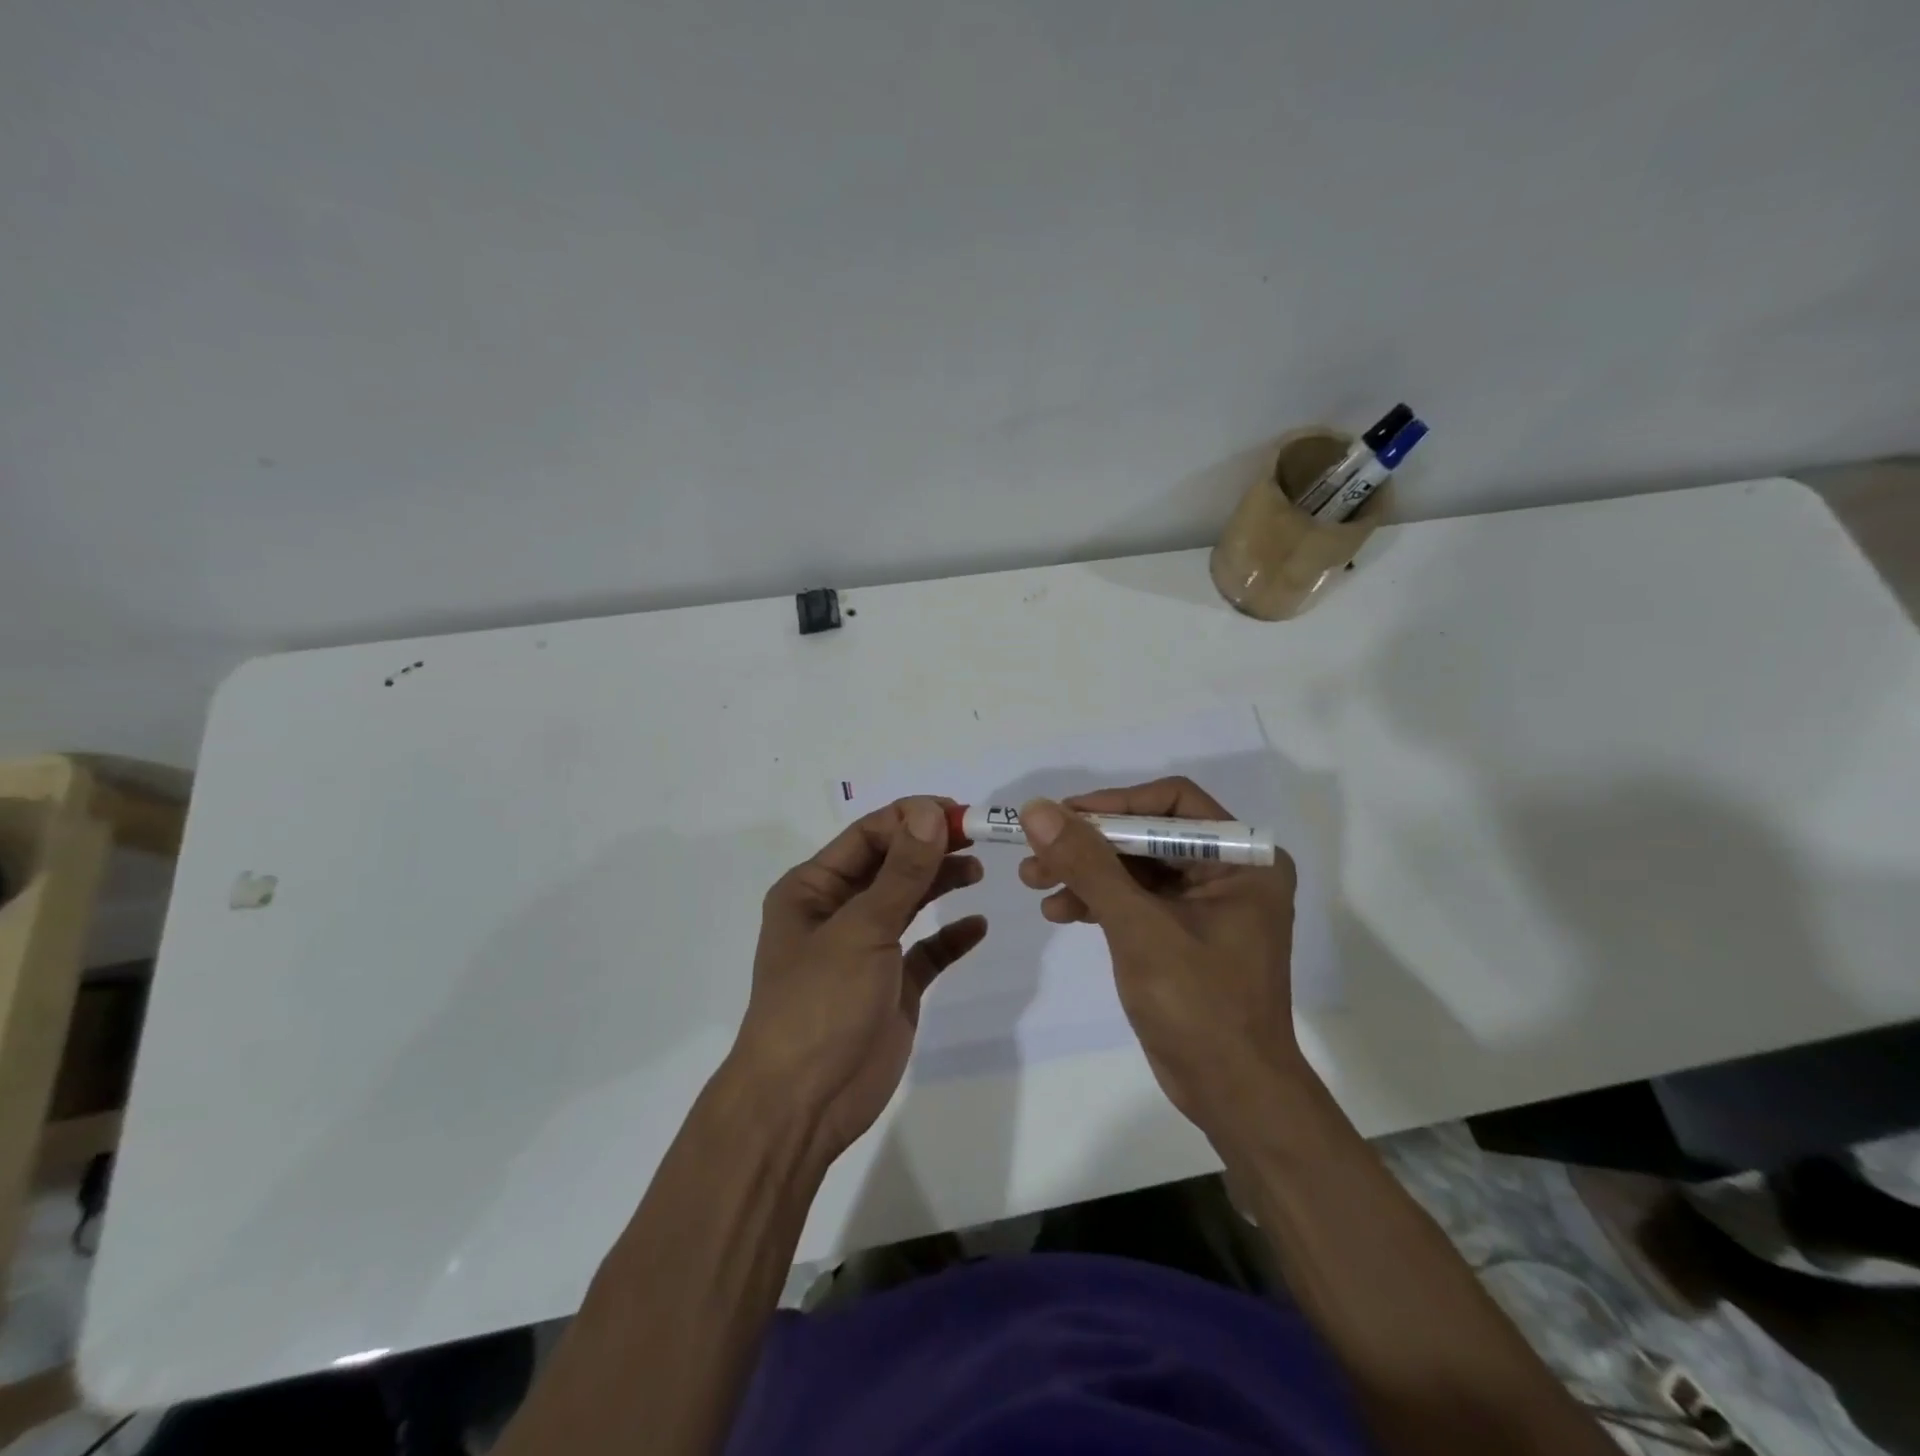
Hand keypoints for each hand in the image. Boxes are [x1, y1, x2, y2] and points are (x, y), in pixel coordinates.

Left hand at [730, 797, 986, 1161]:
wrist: (803, 1104)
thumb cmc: (820, 1003)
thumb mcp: (861, 930)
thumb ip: (901, 872)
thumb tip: (929, 812)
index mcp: (813, 889)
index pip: (867, 836)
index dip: (910, 819)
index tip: (957, 813)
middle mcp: (838, 912)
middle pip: (891, 865)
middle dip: (930, 847)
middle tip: (977, 836)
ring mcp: (866, 950)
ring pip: (909, 902)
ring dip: (940, 883)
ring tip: (977, 870)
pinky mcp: (892, 986)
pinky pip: (926, 951)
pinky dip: (950, 937)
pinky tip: (976, 926)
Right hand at [1017, 778, 1301, 1138]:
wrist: (1232, 1096)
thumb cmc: (1199, 1007)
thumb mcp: (1138, 928)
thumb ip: (1088, 864)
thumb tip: (1037, 809)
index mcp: (1243, 859)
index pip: (1172, 803)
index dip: (1113, 804)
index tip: (1061, 816)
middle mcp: (1229, 871)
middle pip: (1147, 834)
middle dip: (1089, 844)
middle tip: (1035, 853)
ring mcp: (1205, 903)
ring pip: (1134, 866)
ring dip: (1084, 872)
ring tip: (1034, 882)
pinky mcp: (1182, 931)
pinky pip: (1135, 898)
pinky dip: (1097, 900)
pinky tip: (1059, 911)